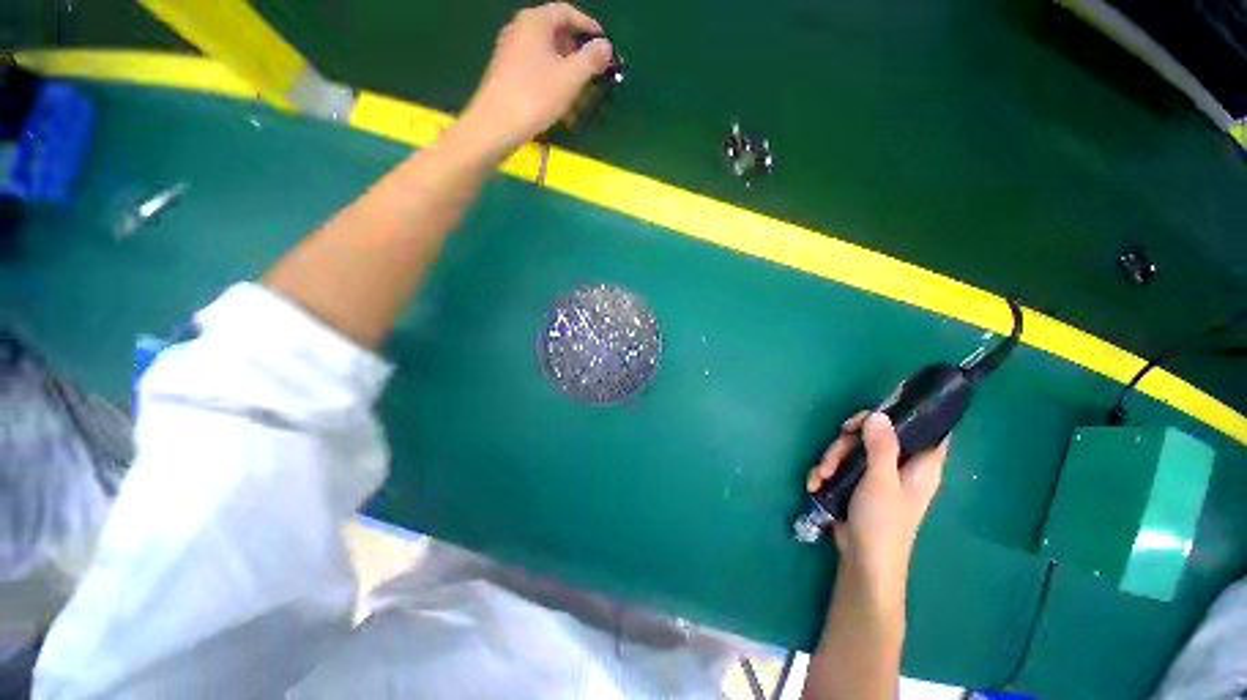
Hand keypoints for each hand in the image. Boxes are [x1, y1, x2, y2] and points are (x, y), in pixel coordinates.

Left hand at [457, 3, 613, 156]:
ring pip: (545, 52)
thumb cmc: (536, 95)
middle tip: (593, 69)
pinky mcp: (506, 72)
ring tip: (579, 89)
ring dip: (565, 67)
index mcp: (535, 21)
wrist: (497, 123)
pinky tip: (559, 100)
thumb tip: (606, 46)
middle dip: (577, 49)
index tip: (603, 43)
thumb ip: (592, 59)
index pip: (566, 11)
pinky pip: (535, 67)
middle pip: (555, 31)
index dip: (588, 25)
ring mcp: (510, 50)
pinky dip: (551, 77)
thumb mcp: (571, 77)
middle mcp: (520, 28)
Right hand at [806, 411, 947, 601]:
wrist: (863, 561)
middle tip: (835, 451)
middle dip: (848, 440)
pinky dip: (826, 472)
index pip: (929, 429)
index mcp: (920, 465)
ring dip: (832, 458)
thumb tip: (878, 413)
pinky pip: (841, 464)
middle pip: (876, 434)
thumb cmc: (882, 523)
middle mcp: (900, 465)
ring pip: (853, 447)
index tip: (882, 407)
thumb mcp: (881, 481)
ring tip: (821, 475)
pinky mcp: (857, 483)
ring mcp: (877, 474)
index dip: (912, 413)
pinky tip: (815, 483)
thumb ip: (881, 446)